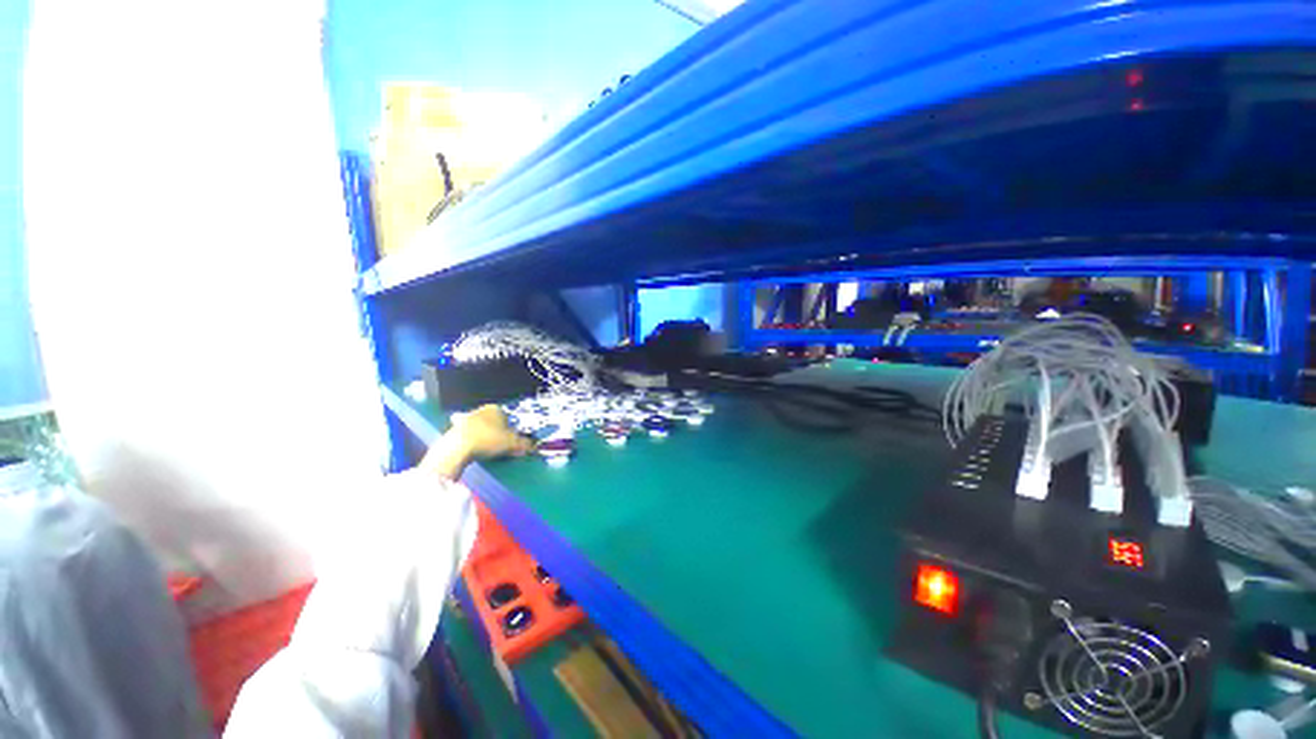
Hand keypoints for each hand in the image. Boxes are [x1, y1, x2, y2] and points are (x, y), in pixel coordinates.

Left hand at [422, 405, 533, 480]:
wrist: (458, 447)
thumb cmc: (488, 439)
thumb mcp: (512, 443)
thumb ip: (524, 444)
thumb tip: (533, 446)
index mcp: (496, 408)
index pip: (508, 417)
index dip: (511, 430)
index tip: (511, 440)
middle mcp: (481, 410)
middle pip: (493, 422)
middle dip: (497, 433)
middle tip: (501, 446)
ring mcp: (465, 418)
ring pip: (481, 428)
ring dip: (484, 437)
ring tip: (487, 450)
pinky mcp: (453, 429)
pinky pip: (468, 435)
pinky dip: (472, 442)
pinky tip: (474, 451)